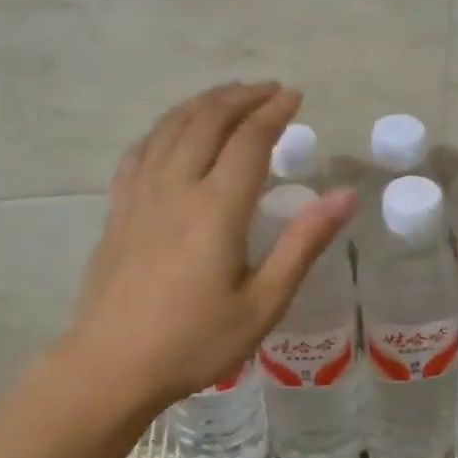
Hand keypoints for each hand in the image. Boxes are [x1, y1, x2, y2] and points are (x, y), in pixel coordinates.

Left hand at [66, 82, 356, 414]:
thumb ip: (303, 245)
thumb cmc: (194, 342)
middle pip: (207, 120)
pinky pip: (139, 152)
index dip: (273, 112)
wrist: (112, 366)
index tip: (293, 97)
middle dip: (240, 97)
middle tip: (267, 91)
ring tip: (227, 98)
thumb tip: (345, 196)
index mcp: (216, 209)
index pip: (249, 140)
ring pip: (170, 128)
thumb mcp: (263, 304)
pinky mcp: (117, 210)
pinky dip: (163, 130)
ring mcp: (139, 196)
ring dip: (202, 104)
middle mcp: (175, 188)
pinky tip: (171, 133)